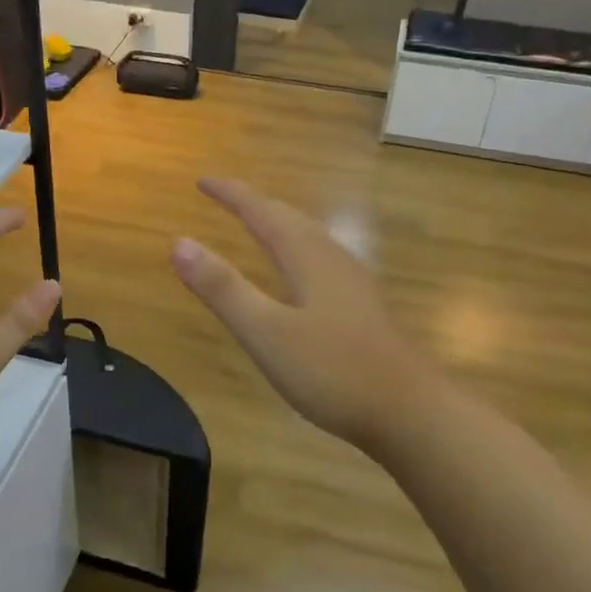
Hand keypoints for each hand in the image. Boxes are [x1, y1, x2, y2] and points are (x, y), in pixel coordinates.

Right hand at [170, 178, 433, 451]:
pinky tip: (298, 275)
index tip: (202, 181)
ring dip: (278, 224)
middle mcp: (332, 258)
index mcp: (307, 257)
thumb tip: (180, 242)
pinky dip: (295, 250)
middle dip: (254, 204)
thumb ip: (223, 288)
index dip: (231, 194)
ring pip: (309, 238)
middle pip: (289, 218)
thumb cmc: (333, 370)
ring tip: (256, 225)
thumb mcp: (266, 332)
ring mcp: (353, 283)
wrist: (410, 411)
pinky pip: (319, 259)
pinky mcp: (362, 307)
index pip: (262, 212)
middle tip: (224, 197)